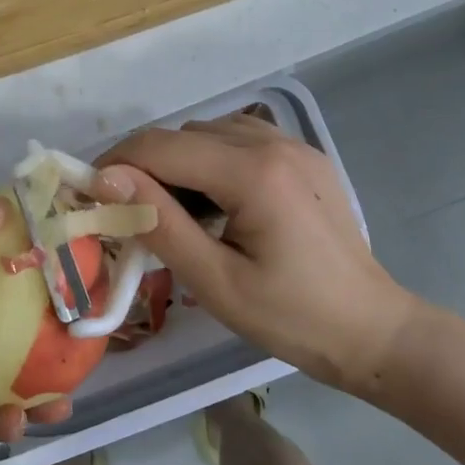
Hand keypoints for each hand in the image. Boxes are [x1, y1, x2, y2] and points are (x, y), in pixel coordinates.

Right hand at [98, 116, 421, 397]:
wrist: (375, 332)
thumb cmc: (293, 319)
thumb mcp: (216, 282)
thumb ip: (159, 223)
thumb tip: (106, 179)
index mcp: (254, 173)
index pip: (160, 147)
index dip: (115, 165)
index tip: (89, 196)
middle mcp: (273, 143)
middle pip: (182, 135)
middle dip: (144, 166)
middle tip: (128, 214)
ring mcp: (293, 146)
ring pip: (207, 132)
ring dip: (177, 162)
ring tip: (171, 210)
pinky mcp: (303, 157)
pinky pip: (238, 139)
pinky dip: (210, 159)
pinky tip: (212, 200)